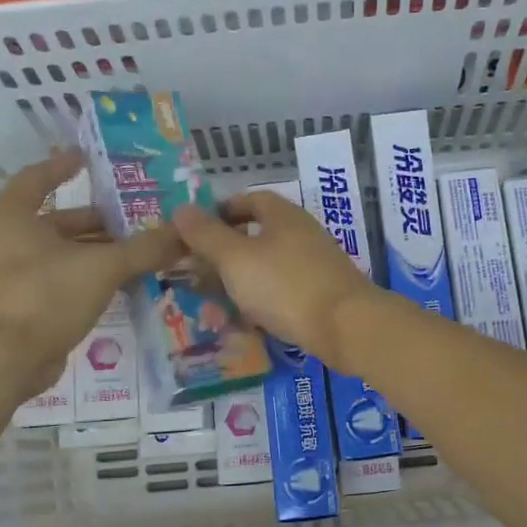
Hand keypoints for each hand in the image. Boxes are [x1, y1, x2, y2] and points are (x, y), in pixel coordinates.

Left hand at [0, 149, 180, 397]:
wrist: (3, 361)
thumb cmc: (44, 295)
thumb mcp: (101, 267)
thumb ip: (144, 249)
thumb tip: (185, 233)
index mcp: (11, 216)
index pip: (39, 178)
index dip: (66, 166)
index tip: (91, 158)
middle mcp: (5, 240)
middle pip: (57, 220)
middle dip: (98, 219)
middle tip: (137, 215)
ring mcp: (10, 275)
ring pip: (62, 253)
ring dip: (98, 251)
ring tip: (139, 249)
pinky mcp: (22, 305)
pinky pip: (61, 280)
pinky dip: (88, 276)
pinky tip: (122, 281)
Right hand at [172, 192, 384, 369]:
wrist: (345, 326)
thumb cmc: (285, 285)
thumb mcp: (235, 258)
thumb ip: (206, 235)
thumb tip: (181, 209)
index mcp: (282, 215)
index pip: (249, 200)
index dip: (221, 212)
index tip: (196, 231)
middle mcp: (301, 233)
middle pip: (257, 235)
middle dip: (225, 255)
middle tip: (197, 274)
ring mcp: (315, 265)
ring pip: (268, 268)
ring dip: (240, 283)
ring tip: (214, 306)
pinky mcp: (322, 294)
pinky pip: (283, 292)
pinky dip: (262, 303)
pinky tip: (248, 323)